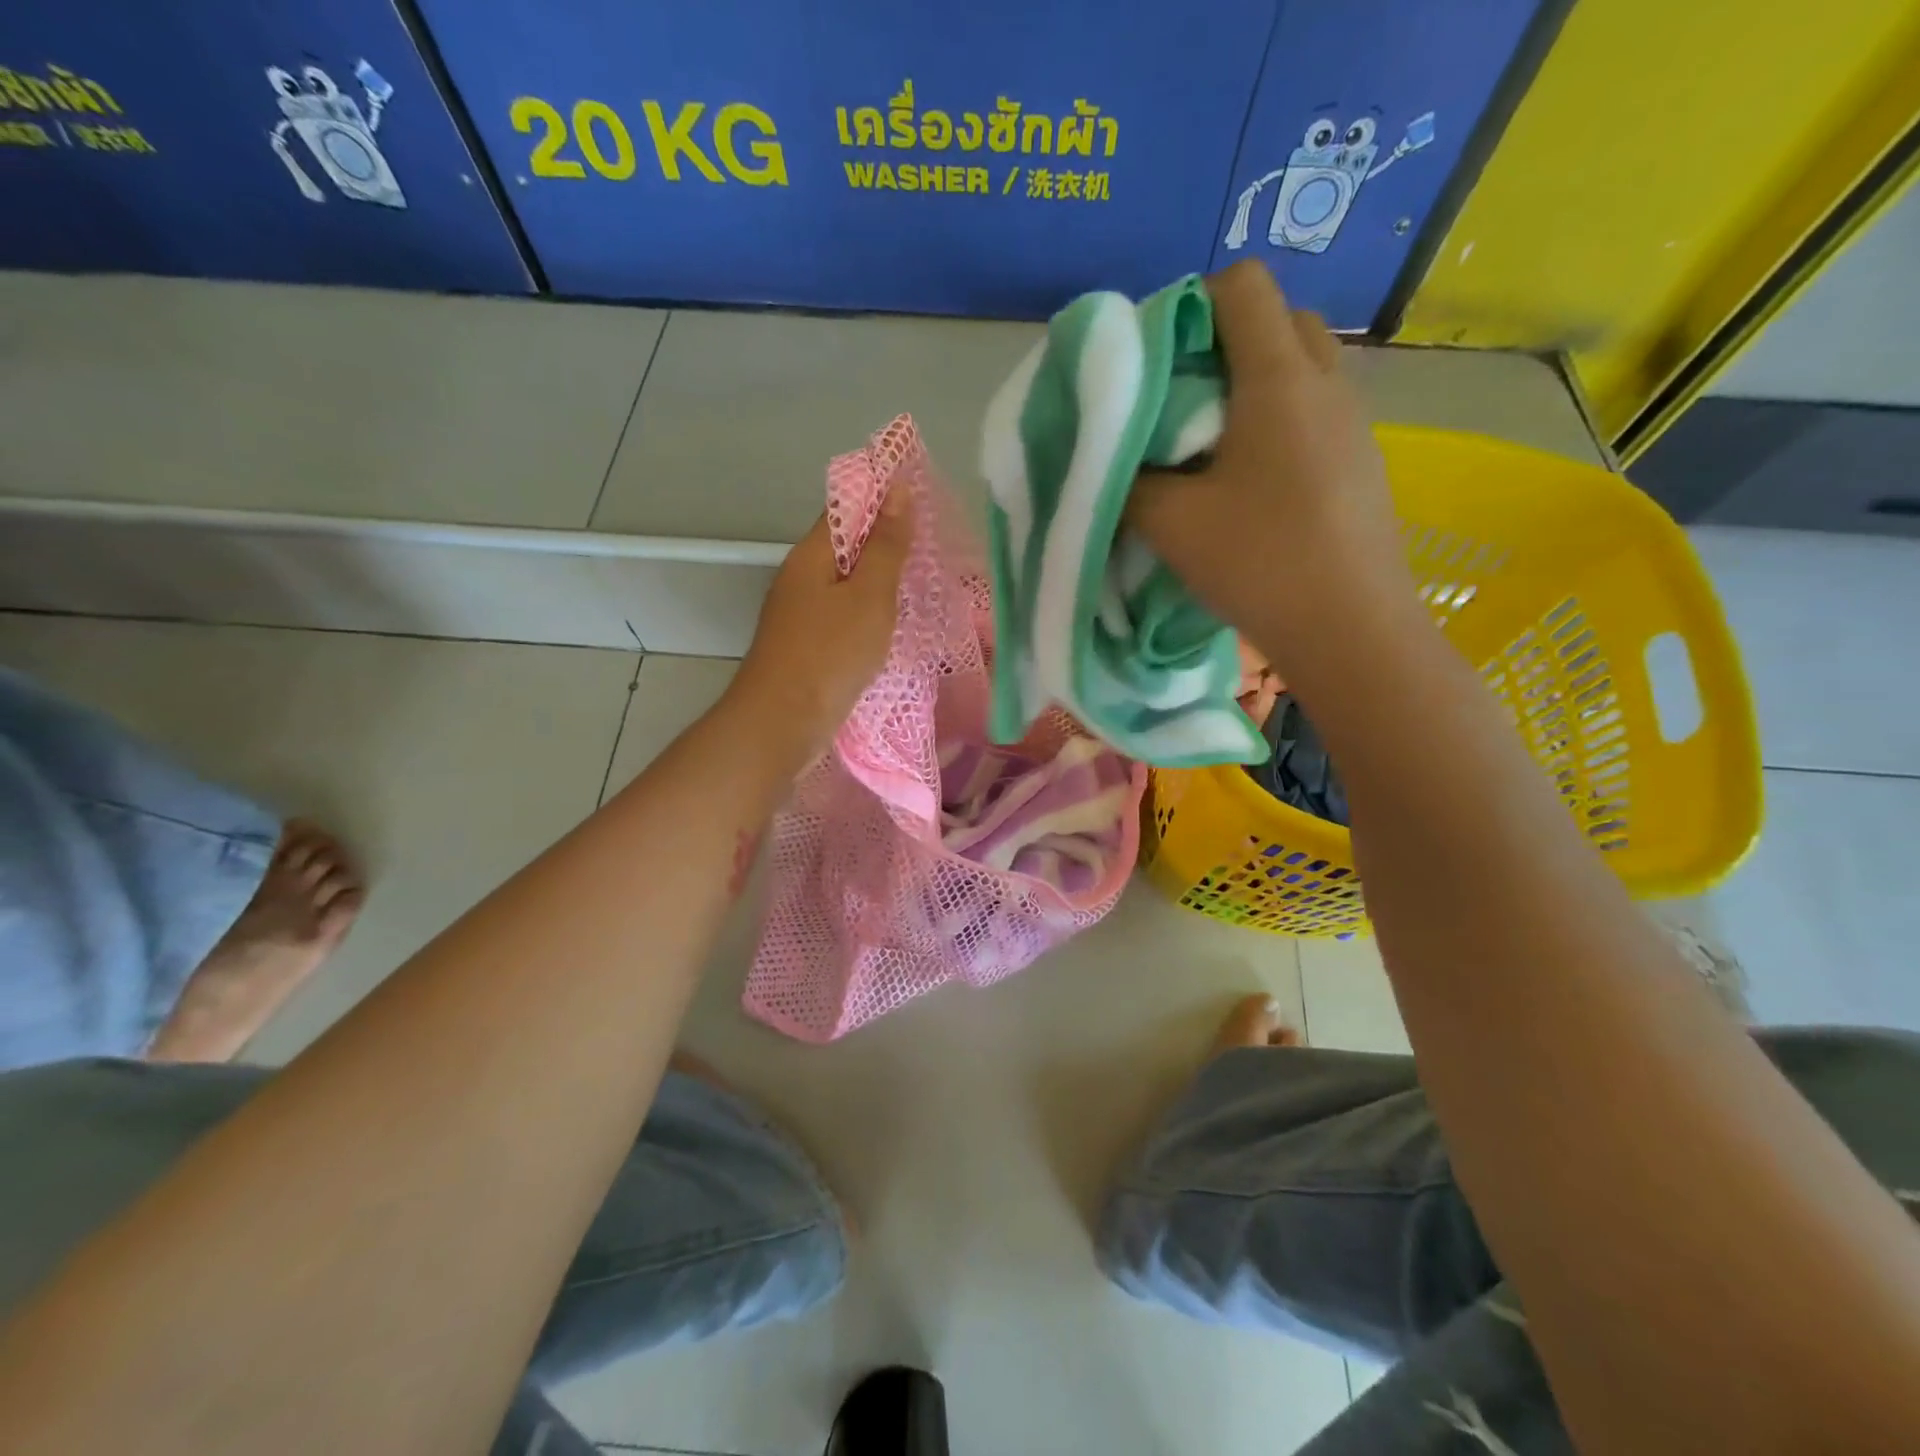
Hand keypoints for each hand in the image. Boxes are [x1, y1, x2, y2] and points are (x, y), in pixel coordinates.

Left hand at [732, 495, 909, 763]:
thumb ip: (886, 547)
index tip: (925, 502)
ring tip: (924, 582)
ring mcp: (801, 615)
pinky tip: (894, 625)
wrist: (782, 723)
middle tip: (935, 547)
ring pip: (847, 585)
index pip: (847, 509)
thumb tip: (896, 490)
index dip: (884, 500)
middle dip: (888, 543)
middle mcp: (801, 578)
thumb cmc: (829, 654)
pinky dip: (870, 614)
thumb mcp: (869, 596)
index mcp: (811, 555)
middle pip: (847, 547)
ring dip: (881, 582)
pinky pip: (844, 617)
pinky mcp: (808, 647)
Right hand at [1129, 261, 1411, 676]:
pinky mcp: (1363, 460)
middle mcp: (1326, 383)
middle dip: (1225, 341)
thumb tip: (1117, 458)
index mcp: (1280, 378)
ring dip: (1254, 384)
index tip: (1157, 361)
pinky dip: (1280, 420)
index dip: (1191, 304)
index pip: (1243, 287)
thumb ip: (1130, 477)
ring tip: (1211, 445)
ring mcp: (1354, 422)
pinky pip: (1317, 411)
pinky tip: (1251, 482)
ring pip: (1302, 367)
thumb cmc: (1258, 562)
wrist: (1350, 629)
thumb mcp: (1170, 522)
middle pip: (1280, 319)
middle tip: (1183, 400)